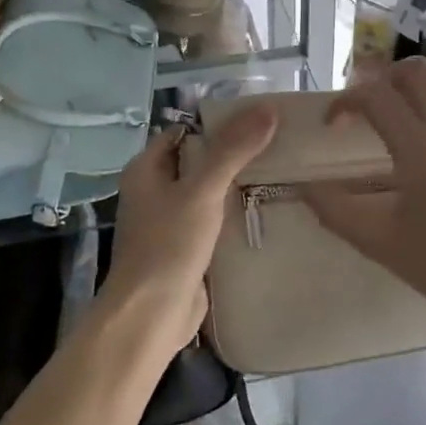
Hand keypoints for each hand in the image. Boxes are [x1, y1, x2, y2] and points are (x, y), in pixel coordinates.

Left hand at [102, 105, 278, 355]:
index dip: (217, 122)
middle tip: (277, 144)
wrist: (151, 315)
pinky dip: (234, 215)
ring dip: (236, 186)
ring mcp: (169, 222)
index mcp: (146, 170)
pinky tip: (266, 210)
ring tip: (279, 172)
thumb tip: (267, 109)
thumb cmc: (168, 245)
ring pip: (207, 193)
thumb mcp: (202, 190)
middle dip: (233, 154)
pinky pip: (213, 222)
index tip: (258, 119)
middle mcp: (154, 192)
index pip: (184, 131)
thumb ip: (232, 150)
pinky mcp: (186, 249)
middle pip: (198, 161)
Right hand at [306, 61, 425, 343]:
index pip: (375, 95)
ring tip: (413, 109)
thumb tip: (306, 186)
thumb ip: (335, 210)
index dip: (345, 101)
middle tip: (373, 108)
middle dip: (385, 80)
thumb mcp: (379, 242)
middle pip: (415, 70)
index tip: (335, 123)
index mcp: (420, 148)